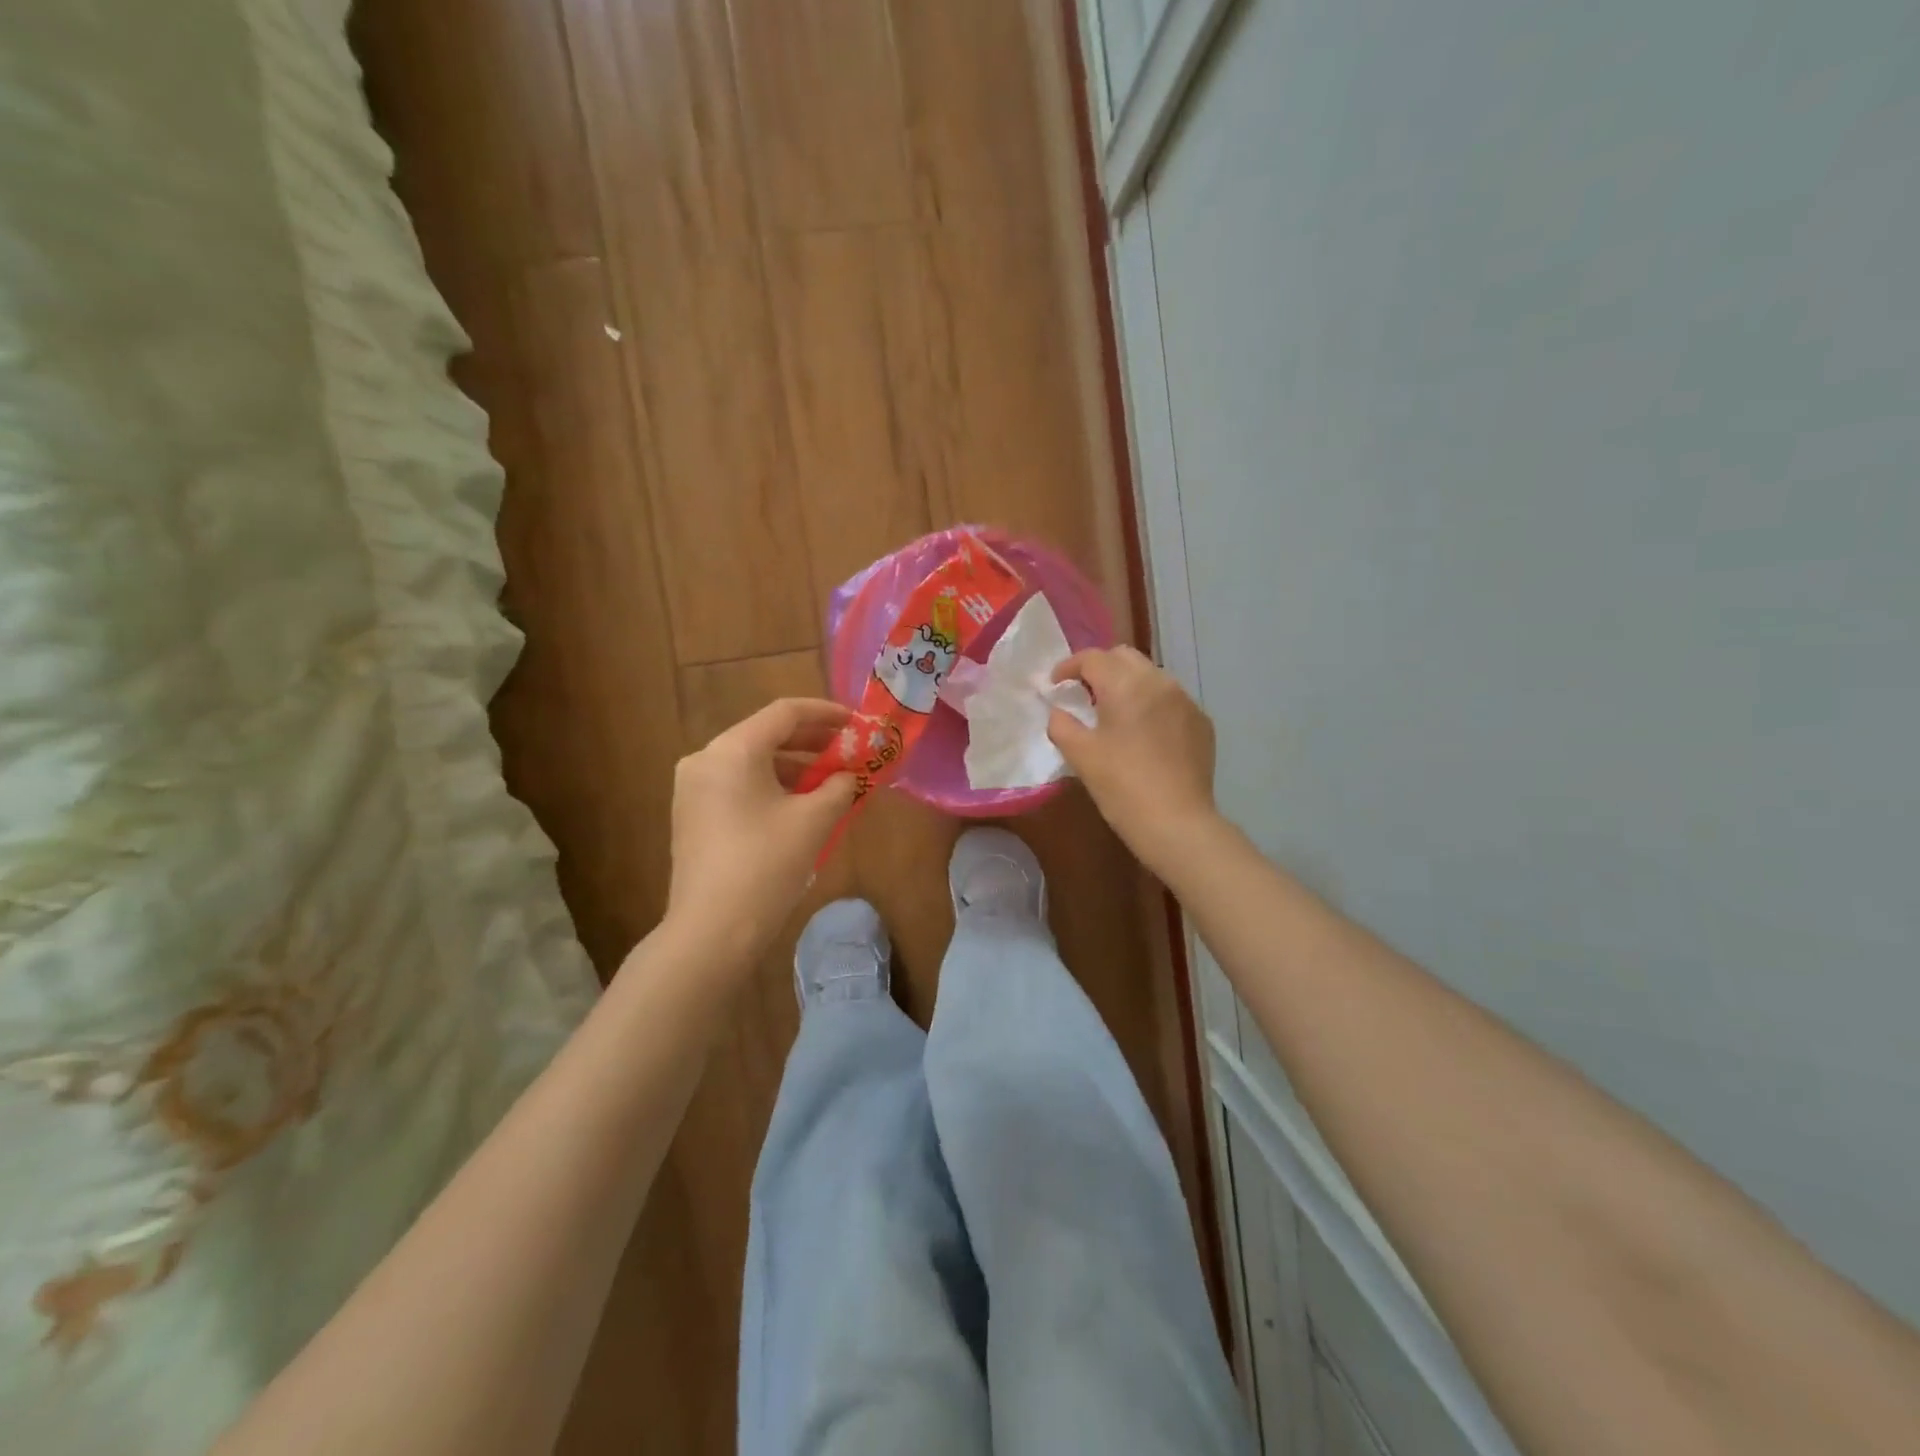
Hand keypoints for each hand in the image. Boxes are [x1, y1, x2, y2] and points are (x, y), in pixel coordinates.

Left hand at [666, 698, 858, 964]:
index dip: (827, 714)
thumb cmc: (766, 865)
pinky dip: (772, 788)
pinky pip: (739, 786)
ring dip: (795, 768)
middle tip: (850, 753)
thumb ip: (839, 786)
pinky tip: (801, 807)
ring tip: (833, 784)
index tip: (858, 724)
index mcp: (733, 749)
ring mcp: (693, 789)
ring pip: (753, 763)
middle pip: (767, 735)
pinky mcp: (692, 816)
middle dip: (813, 743)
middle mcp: (706, 759)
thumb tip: (850, 776)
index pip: (785, 713)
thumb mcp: (814, 820)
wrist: (711, 931)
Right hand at [1048, 646, 1219, 874]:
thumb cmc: (1121, 786)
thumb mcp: (1080, 755)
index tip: (1055, 685)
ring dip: (1128, 684)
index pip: (1092, 658)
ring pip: (1150, 676)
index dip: (1068, 667)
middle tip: (1083, 694)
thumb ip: (1062, 724)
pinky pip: (1171, 700)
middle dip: (1100, 668)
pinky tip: (1144, 733)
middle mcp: (1159, 682)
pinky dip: (1151, 705)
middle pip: (1124, 657)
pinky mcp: (1201, 722)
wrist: (1176, 822)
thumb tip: (1060, 711)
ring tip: (1114, 713)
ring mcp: (1185, 701)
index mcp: (1125, 685)